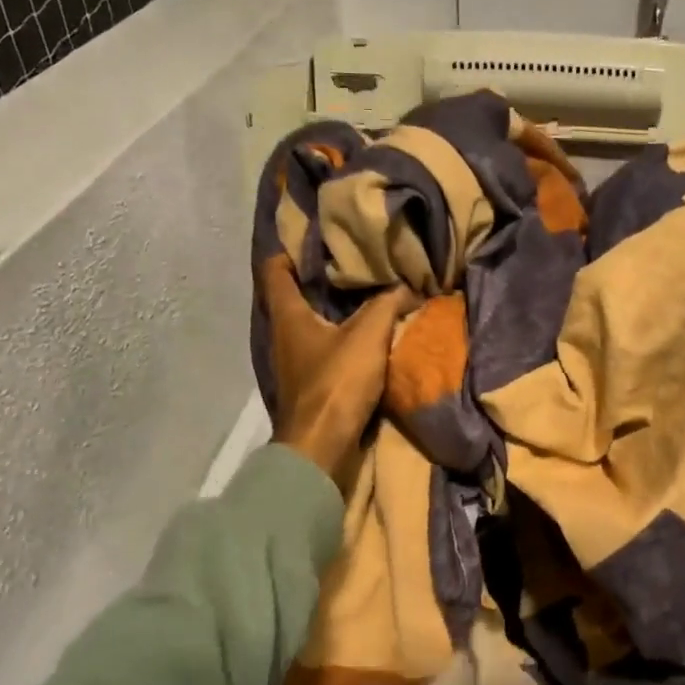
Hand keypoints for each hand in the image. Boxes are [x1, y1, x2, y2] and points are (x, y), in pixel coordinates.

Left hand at [257, 255, 416, 485]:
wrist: (322, 448)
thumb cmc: (335, 383)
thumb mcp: (367, 335)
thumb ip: (388, 304)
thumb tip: (408, 287)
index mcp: (287, 315)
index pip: (275, 269)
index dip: (290, 249)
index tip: (317, 236)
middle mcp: (284, 335)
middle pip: (295, 295)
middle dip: (320, 277)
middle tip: (353, 260)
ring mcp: (295, 362)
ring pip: (312, 323)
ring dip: (335, 310)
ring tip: (367, 293)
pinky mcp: (311, 384)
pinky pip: (326, 349)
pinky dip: (343, 337)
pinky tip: (368, 335)